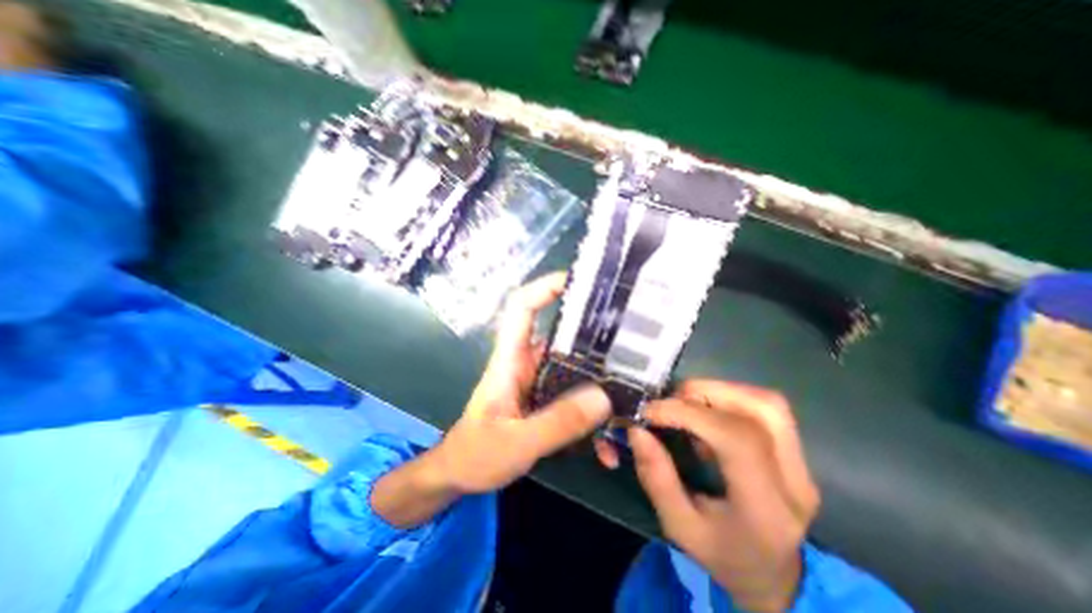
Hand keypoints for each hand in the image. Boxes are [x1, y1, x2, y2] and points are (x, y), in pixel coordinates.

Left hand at [430, 274, 613, 491]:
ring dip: (599, 374)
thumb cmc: (475, 454)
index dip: (544, 288)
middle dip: (591, 330)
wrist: (460, 475)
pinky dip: (592, 412)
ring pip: (573, 365)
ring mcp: (539, 382)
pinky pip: (574, 395)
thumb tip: (603, 397)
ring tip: (636, 384)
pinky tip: (609, 444)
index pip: (521, 307)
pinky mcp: (546, 400)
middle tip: (630, 335)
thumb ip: (557, 423)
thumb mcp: (516, 443)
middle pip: (559, 332)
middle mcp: (527, 363)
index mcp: (510, 360)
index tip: (578, 281)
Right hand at [597, 381, 818, 609]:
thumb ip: (657, 478)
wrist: (772, 575)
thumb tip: (637, 430)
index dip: (689, 414)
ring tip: (687, 405)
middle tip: (670, 404)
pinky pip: (765, 406)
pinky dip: (729, 397)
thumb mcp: (679, 527)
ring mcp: (801, 463)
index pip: (737, 440)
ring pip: (765, 402)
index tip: (650, 411)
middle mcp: (794, 480)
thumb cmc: (723, 555)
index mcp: (767, 510)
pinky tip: (708, 414)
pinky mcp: (795, 450)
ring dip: (718, 391)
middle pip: (759, 409)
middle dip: (704, 395)